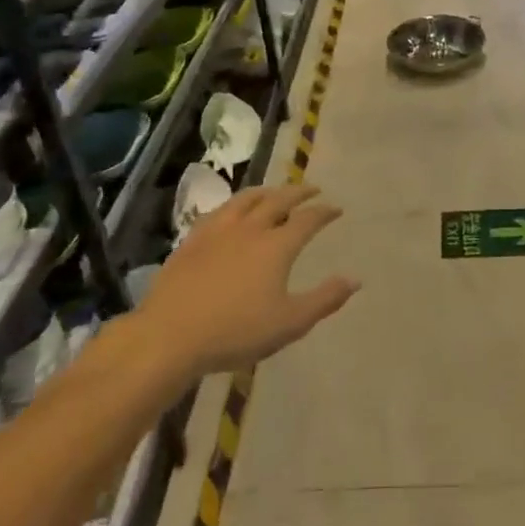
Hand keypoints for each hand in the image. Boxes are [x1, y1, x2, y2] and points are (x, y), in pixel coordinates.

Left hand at [139, 186, 358, 375]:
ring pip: (246, 199)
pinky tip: (232, 212)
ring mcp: (218, 231)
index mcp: (276, 246)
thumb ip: (325, 299)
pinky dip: (235, 204)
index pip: (308, 220)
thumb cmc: (236, 332)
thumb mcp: (290, 323)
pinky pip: (219, 210)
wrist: (170, 336)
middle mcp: (250, 228)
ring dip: (267, 191)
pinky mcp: (192, 240)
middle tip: (312, 189)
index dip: (324, 212)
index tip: (336, 208)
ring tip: (275, 191)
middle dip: (299, 192)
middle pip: (278, 200)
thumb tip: (354, 280)